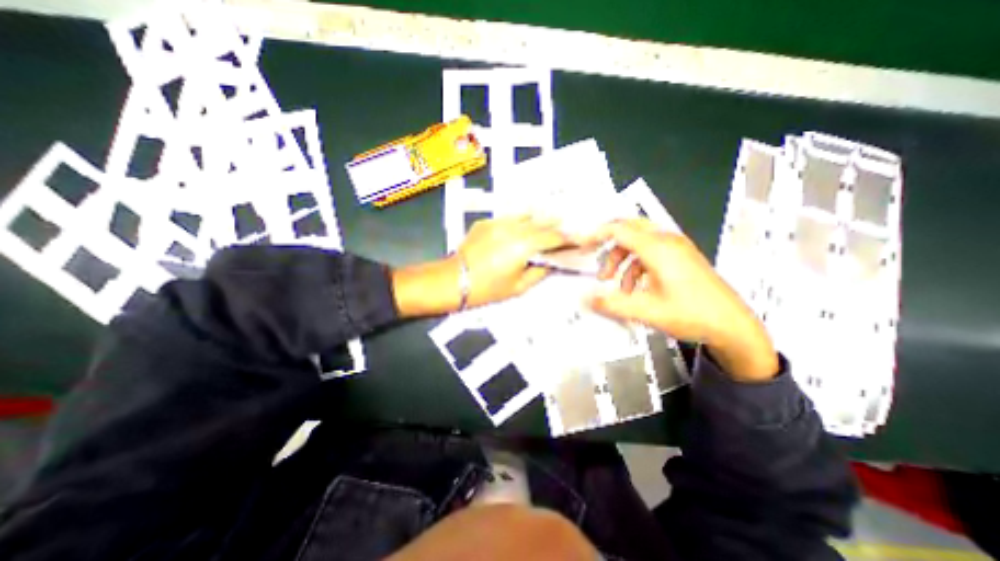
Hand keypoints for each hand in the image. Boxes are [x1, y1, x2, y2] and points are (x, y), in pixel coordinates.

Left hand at [456, 215, 564, 307]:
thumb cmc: (486, 289)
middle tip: (564, 231)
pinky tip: (519, 230)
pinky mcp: (487, 223)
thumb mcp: (519, 286)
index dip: (568, 239)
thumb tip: (551, 262)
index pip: (553, 237)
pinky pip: (509, 219)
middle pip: (542, 222)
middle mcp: (513, 229)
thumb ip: (540, 272)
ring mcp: (498, 223)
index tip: (577, 240)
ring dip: (538, 222)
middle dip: (555, 227)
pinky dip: (519, 223)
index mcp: (524, 246)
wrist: (454, 280)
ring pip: (526, 216)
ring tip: (544, 227)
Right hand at [582, 220, 774, 379]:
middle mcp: (667, 241)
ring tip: (611, 281)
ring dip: (620, 257)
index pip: (618, 230)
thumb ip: (611, 304)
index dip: (594, 235)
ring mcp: (675, 248)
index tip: (579, 244)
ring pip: (637, 241)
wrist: (734, 326)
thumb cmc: (692, 315)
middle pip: (628, 228)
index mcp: (658, 249)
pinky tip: (633, 287)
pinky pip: (649, 252)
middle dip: (606, 242)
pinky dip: (634, 265)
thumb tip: (585, 298)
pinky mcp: (680, 257)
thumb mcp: (646, 311)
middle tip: (591, 255)